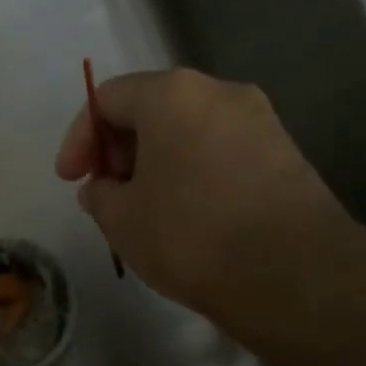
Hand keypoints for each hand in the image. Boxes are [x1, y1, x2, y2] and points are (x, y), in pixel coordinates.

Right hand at [54, 68, 351, 325]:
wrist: (294, 273)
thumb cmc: (191, 235)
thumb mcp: (122, 220)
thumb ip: (101, 195)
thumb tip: (105, 188)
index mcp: (172, 94)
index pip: (107, 98)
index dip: (79, 138)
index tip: (72, 179)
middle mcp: (219, 92)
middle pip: (152, 108)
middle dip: (120, 149)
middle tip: (108, 193)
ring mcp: (260, 120)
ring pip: (189, 130)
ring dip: (157, 162)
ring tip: (145, 208)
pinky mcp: (285, 152)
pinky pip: (221, 150)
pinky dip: (193, 172)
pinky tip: (188, 215)